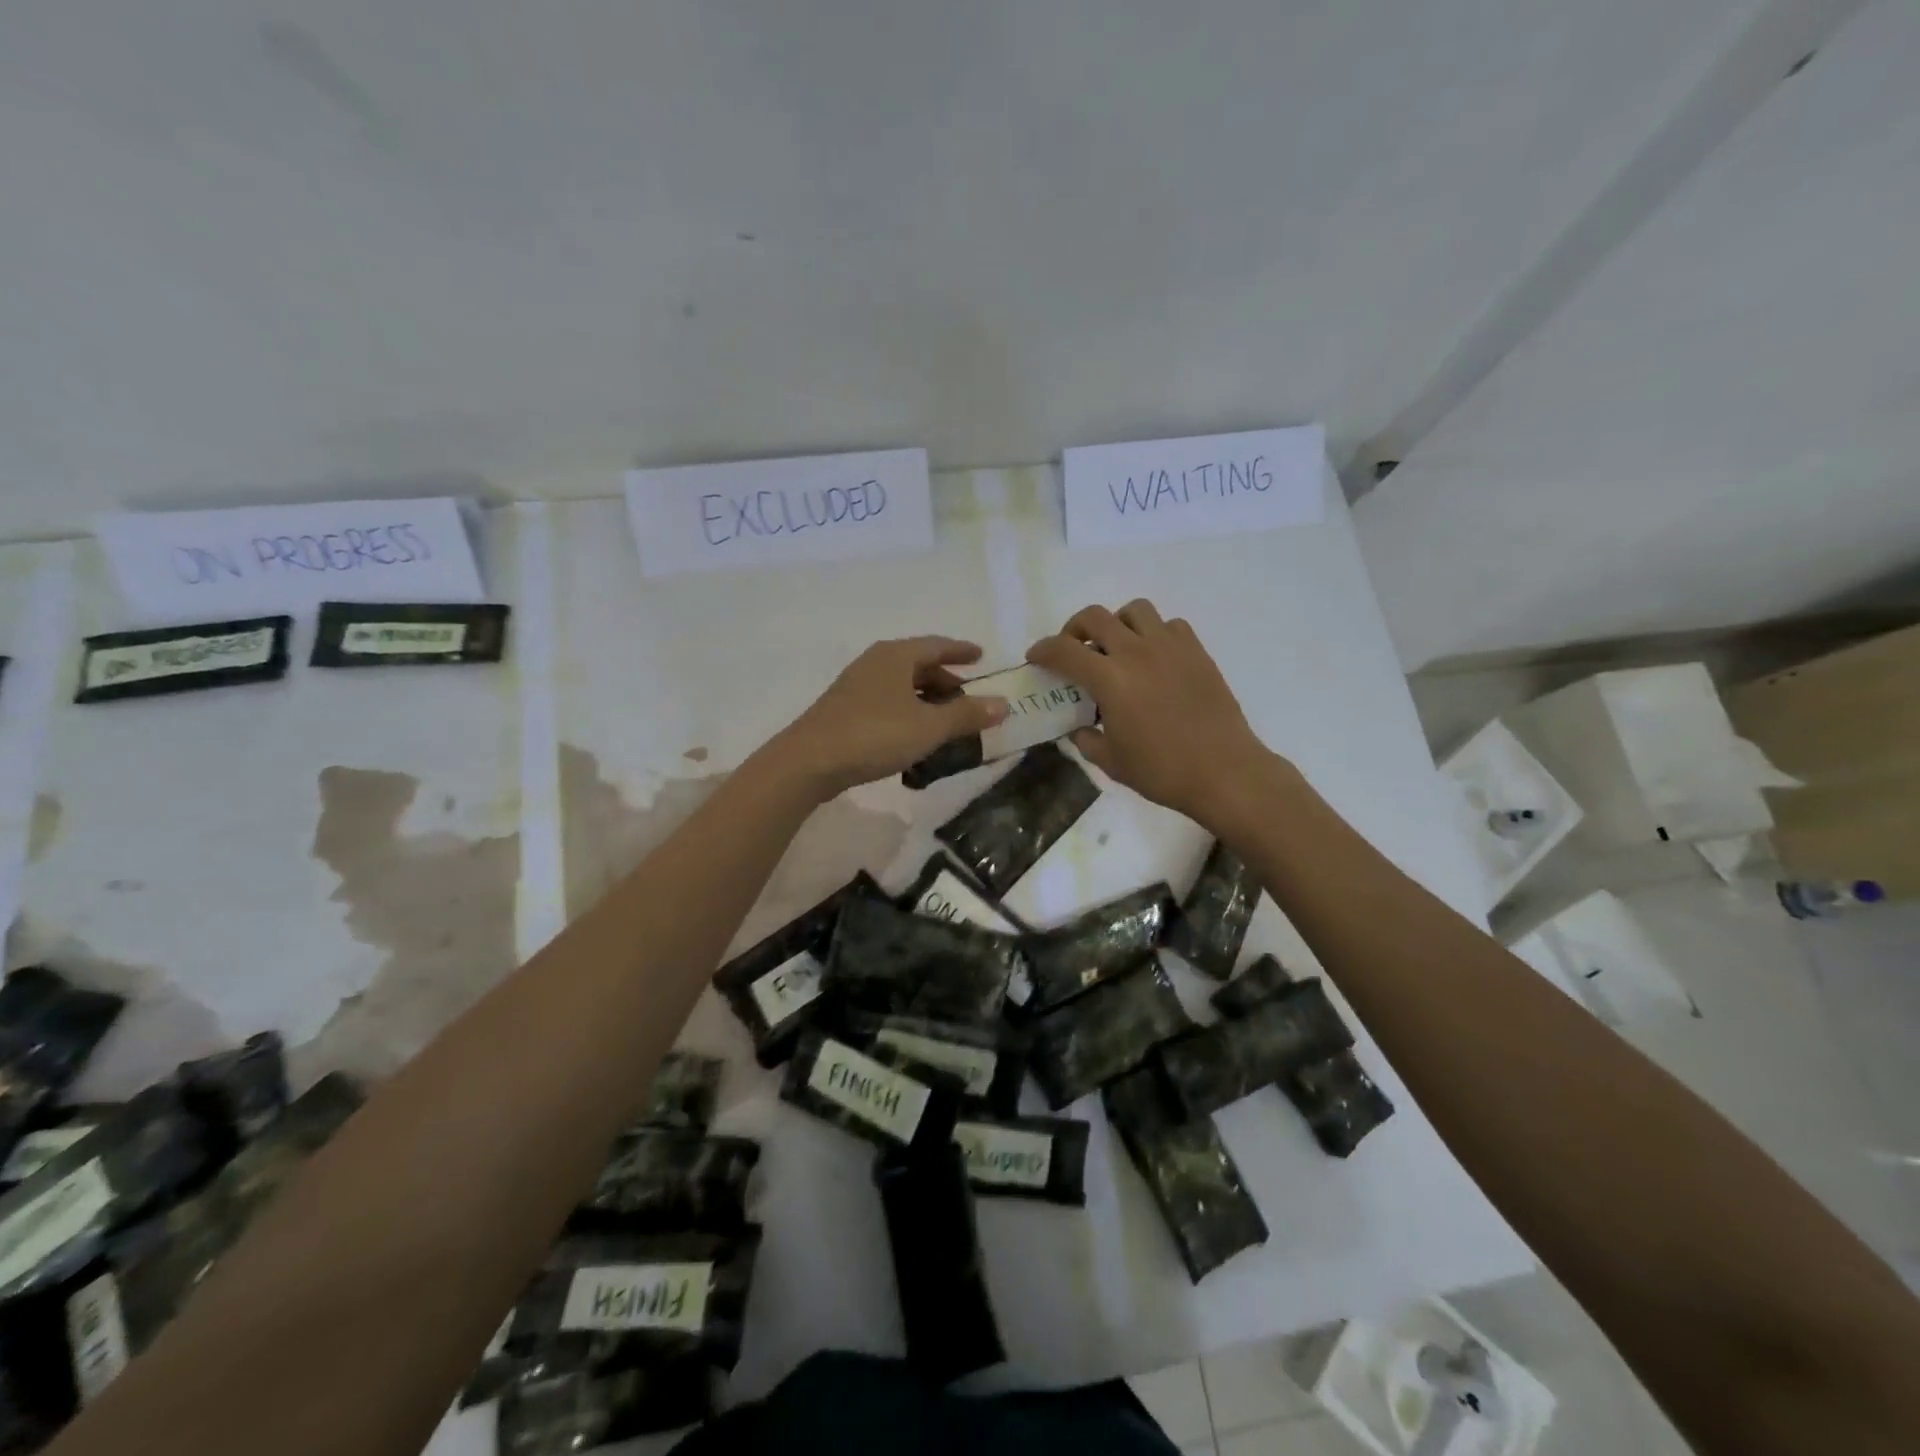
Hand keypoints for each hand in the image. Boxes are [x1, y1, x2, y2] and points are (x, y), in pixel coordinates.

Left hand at [770, 637, 1007, 799]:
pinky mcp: (845, 711)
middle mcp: (875, 663)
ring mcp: (856, 687)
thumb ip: (966, 715)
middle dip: (945, 680)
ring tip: (947, 721)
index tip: (981, 655)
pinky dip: (907, 714)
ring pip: (902, 687)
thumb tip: (1002, 704)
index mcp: (896, 656)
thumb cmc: (874, 735)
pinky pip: (887, 704)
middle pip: (918, 665)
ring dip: (926, 700)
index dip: (961, 651)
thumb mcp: (929, 727)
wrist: (809, 762)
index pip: (936, 645)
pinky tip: (915, 737)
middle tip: (969, 697)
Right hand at [1028, 600, 1284, 829]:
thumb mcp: (1112, 762)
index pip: (1064, 651)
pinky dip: (1153, 633)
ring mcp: (1170, 648)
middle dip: (1074, 629)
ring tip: (1116, 647)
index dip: (1043, 650)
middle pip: (1095, 617)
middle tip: (1074, 650)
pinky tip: (1153, 658)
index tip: (1035, 657)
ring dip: (1117, 623)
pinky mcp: (1196, 652)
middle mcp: (1137, 653)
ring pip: (1135, 610)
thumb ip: (1087, 740)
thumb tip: (1081, 729)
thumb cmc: (1162, 772)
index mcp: (1110, 680)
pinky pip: (1169, 625)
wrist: (1224, 772)